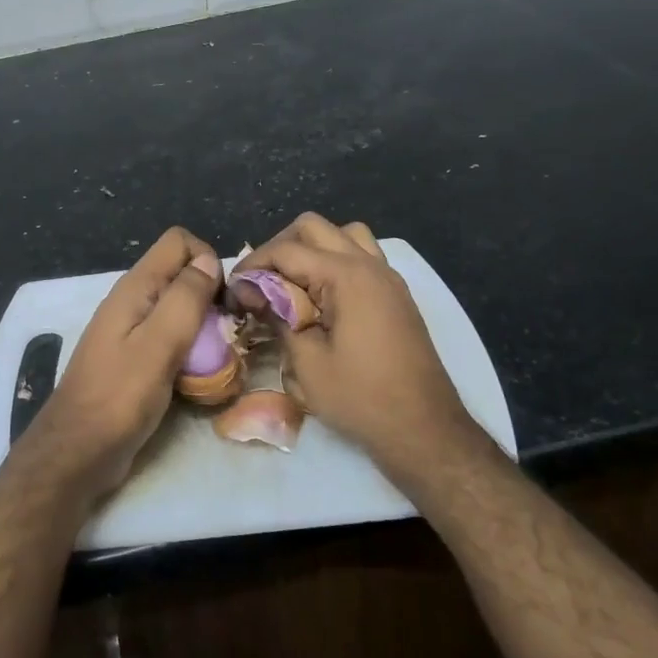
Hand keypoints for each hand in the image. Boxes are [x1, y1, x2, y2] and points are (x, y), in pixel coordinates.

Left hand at [19, 226, 221, 502]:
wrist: (78, 451)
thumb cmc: (119, 397)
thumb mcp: (159, 344)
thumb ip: (185, 298)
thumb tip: (209, 261)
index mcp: (135, 288)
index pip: (179, 242)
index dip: (208, 261)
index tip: (223, 300)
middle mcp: (133, 301)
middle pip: (181, 275)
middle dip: (211, 296)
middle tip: (227, 334)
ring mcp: (132, 331)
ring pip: (179, 309)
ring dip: (204, 327)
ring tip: (218, 359)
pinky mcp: (136, 359)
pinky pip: (171, 339)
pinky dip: (191, 350)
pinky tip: (199, 377)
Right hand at [238, 213, 480, 477]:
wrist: (424, 429)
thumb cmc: (361, 398)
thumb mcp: (306, 362)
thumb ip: (278, 316)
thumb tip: (253, 293)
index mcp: (346, 276)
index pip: (286, 250)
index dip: (252, 266)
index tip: (234, 291)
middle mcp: (369, 265)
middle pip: (313, 227)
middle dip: (279, 248)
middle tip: (260, 284)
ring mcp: (387, 277)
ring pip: (343, 235)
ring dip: (311, 249)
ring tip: (293, 283)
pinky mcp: (395, 294)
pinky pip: (362, 255)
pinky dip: (335, 262)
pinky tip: (322, 297)